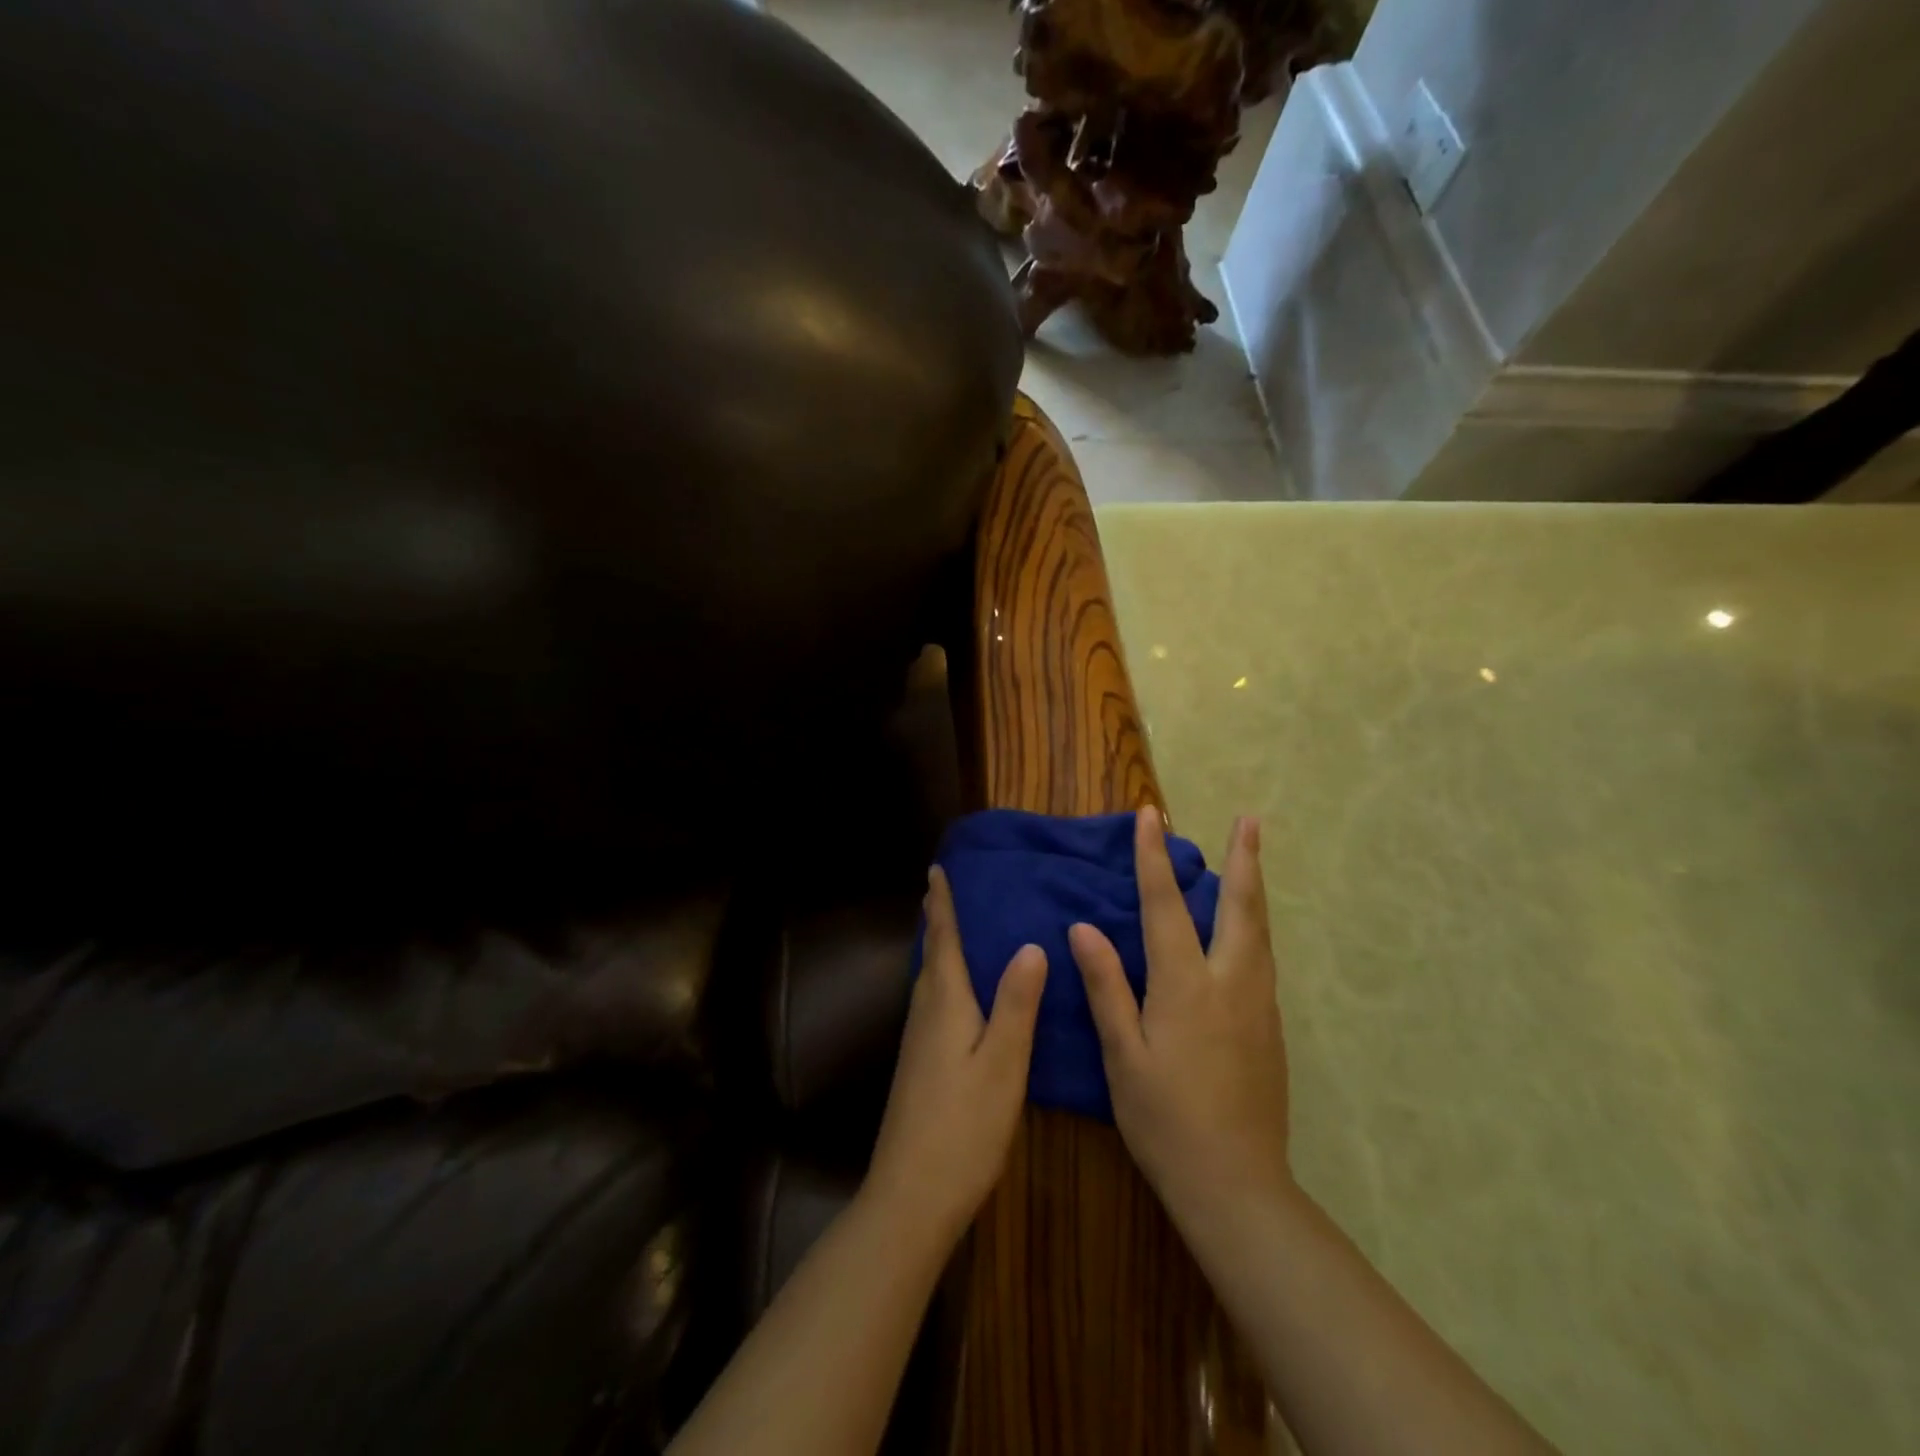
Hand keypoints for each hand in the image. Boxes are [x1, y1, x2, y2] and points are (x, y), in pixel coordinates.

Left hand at [865, 865, 1047, 1247]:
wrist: (911, 1195)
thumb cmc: (963, 1126)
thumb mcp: (1003, 1063)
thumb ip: (1016, 1004)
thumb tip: (1030, 944)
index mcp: (945, 1003)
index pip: (943, 939)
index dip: (942, 903)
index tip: (937, 868)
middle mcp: (926, 1013)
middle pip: (933, 955)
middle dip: (939, 920)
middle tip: (951, 889)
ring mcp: (918, 1042)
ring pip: (931, 979)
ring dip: (941, 948)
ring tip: (960, 929)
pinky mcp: (920, 1065)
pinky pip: (934, 1002)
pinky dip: (946, 979)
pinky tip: (962, 993)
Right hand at [1069, 810, 1291, 1229]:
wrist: (1237, 1186)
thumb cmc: (1165, 1120)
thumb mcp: (1122, 1056)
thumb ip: (1106, 987)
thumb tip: (1083, 927)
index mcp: (1185, 985)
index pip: (1164, 905)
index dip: (1152, 857)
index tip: (1148, 815)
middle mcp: (1230, 982)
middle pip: (1239, 906)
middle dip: (1243, 858)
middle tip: (1251, 818)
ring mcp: (1258, 1004)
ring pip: (1259, 930)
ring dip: (1254, 887)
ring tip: (1252, 857)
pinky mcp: (1270, 1026)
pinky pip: (1262, 957)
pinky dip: (1254, 924)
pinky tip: (1246, 928)